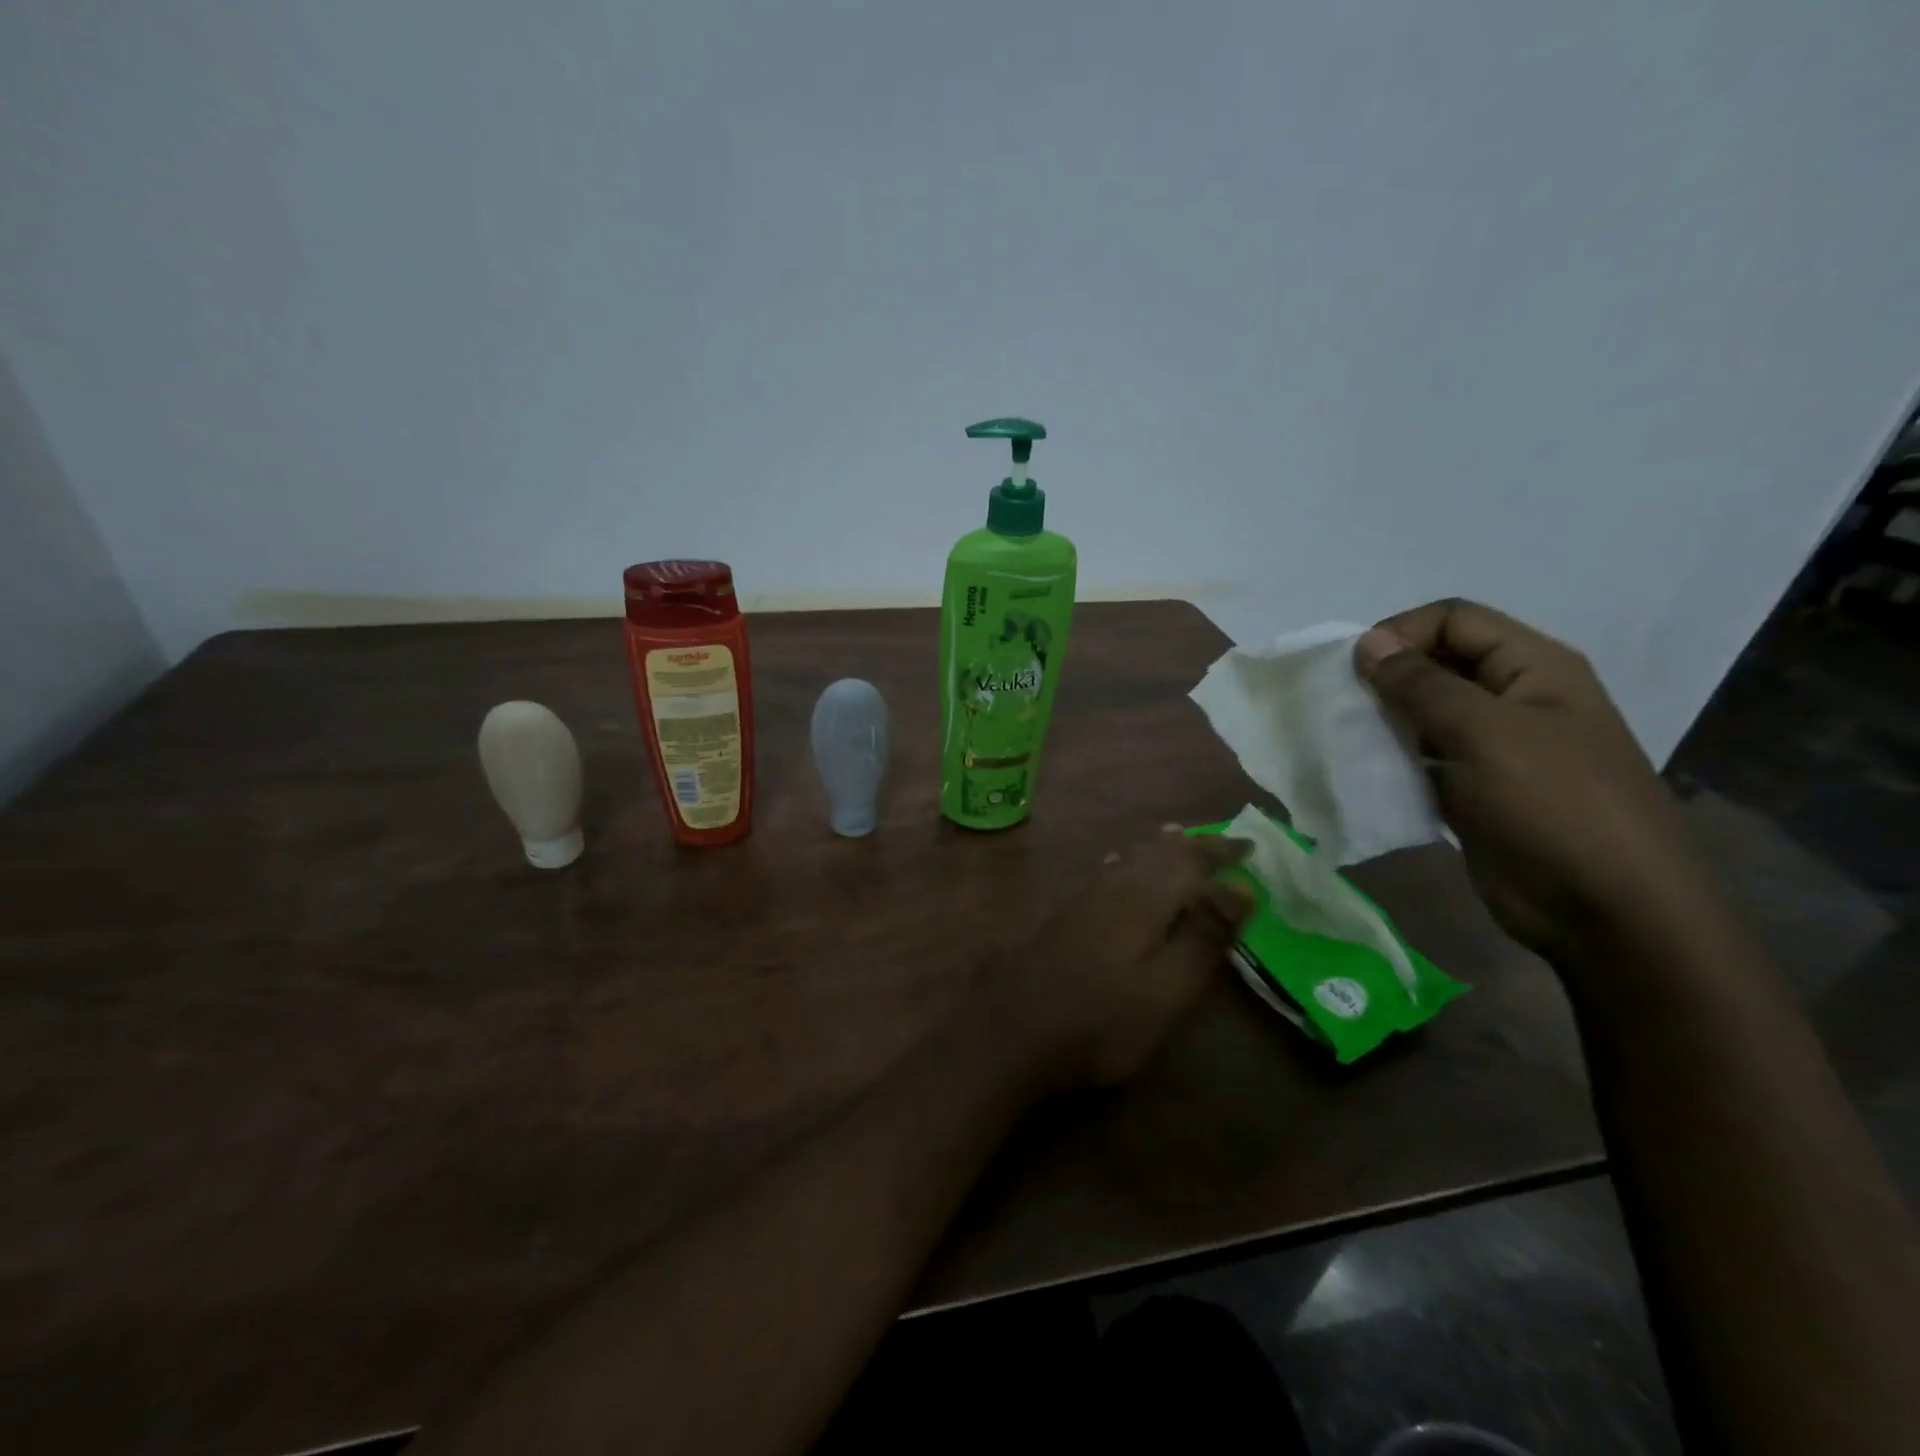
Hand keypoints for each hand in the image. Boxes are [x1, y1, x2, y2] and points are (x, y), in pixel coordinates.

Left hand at [987, 831, 1254, 1092]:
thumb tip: (1240, 886)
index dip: (1221, 851)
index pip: (1190, 859)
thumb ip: (1204, 936)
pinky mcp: (1064, 918)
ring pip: (1128, 860)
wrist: (1009, 1034)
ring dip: (1158, 850)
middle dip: (1192, 846)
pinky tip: (1117, 866)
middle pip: (1157, 854)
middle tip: (1221, 843)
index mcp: (1142, 897)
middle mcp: (1111, 887)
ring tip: (1177, 838)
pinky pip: (1107, 874)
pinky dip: (1128, 864)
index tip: (1251, 846)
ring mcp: (1082, 901)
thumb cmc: (1100, 1021)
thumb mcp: (1166, 989)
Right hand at [1355, 599, 1709, 956]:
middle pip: (1437, 663)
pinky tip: (1366, 771)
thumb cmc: (1553, 805)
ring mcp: (1494, 747)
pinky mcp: (1474, 789)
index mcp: (1533, 668)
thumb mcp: (1484, 732)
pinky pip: (1423, 758)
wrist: (1606, 910)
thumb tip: (1367, 642)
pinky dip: (1391, 758)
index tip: (1355, 669)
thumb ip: (1421, 684)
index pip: (1454, 620)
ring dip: (1385, 719)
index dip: (1402, 632)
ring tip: (1349, 738)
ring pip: (1425, 713)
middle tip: (1345, 705)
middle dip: (1388, 677)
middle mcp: (1514, 698)